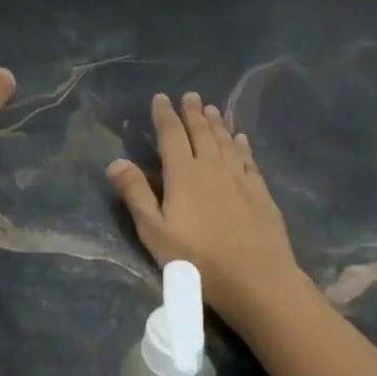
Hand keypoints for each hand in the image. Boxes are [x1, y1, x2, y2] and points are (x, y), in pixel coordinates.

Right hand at [108, 92, 301, 322]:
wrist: (258, 280)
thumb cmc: (198, 259)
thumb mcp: (155, 232)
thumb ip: (136, 194)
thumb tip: (115, 161)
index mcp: (183, 173)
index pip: (171, 135)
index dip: (165, 115)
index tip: (161, 97)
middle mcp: (212, 166)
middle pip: (201, 132)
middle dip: (193, 112)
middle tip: (190, 95)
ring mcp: (240, 177)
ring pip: (226, 141)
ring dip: (217, 123)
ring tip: (212, 108)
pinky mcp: (260, 191)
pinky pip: (248, 158)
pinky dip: (242, 145)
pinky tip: (241, 139)